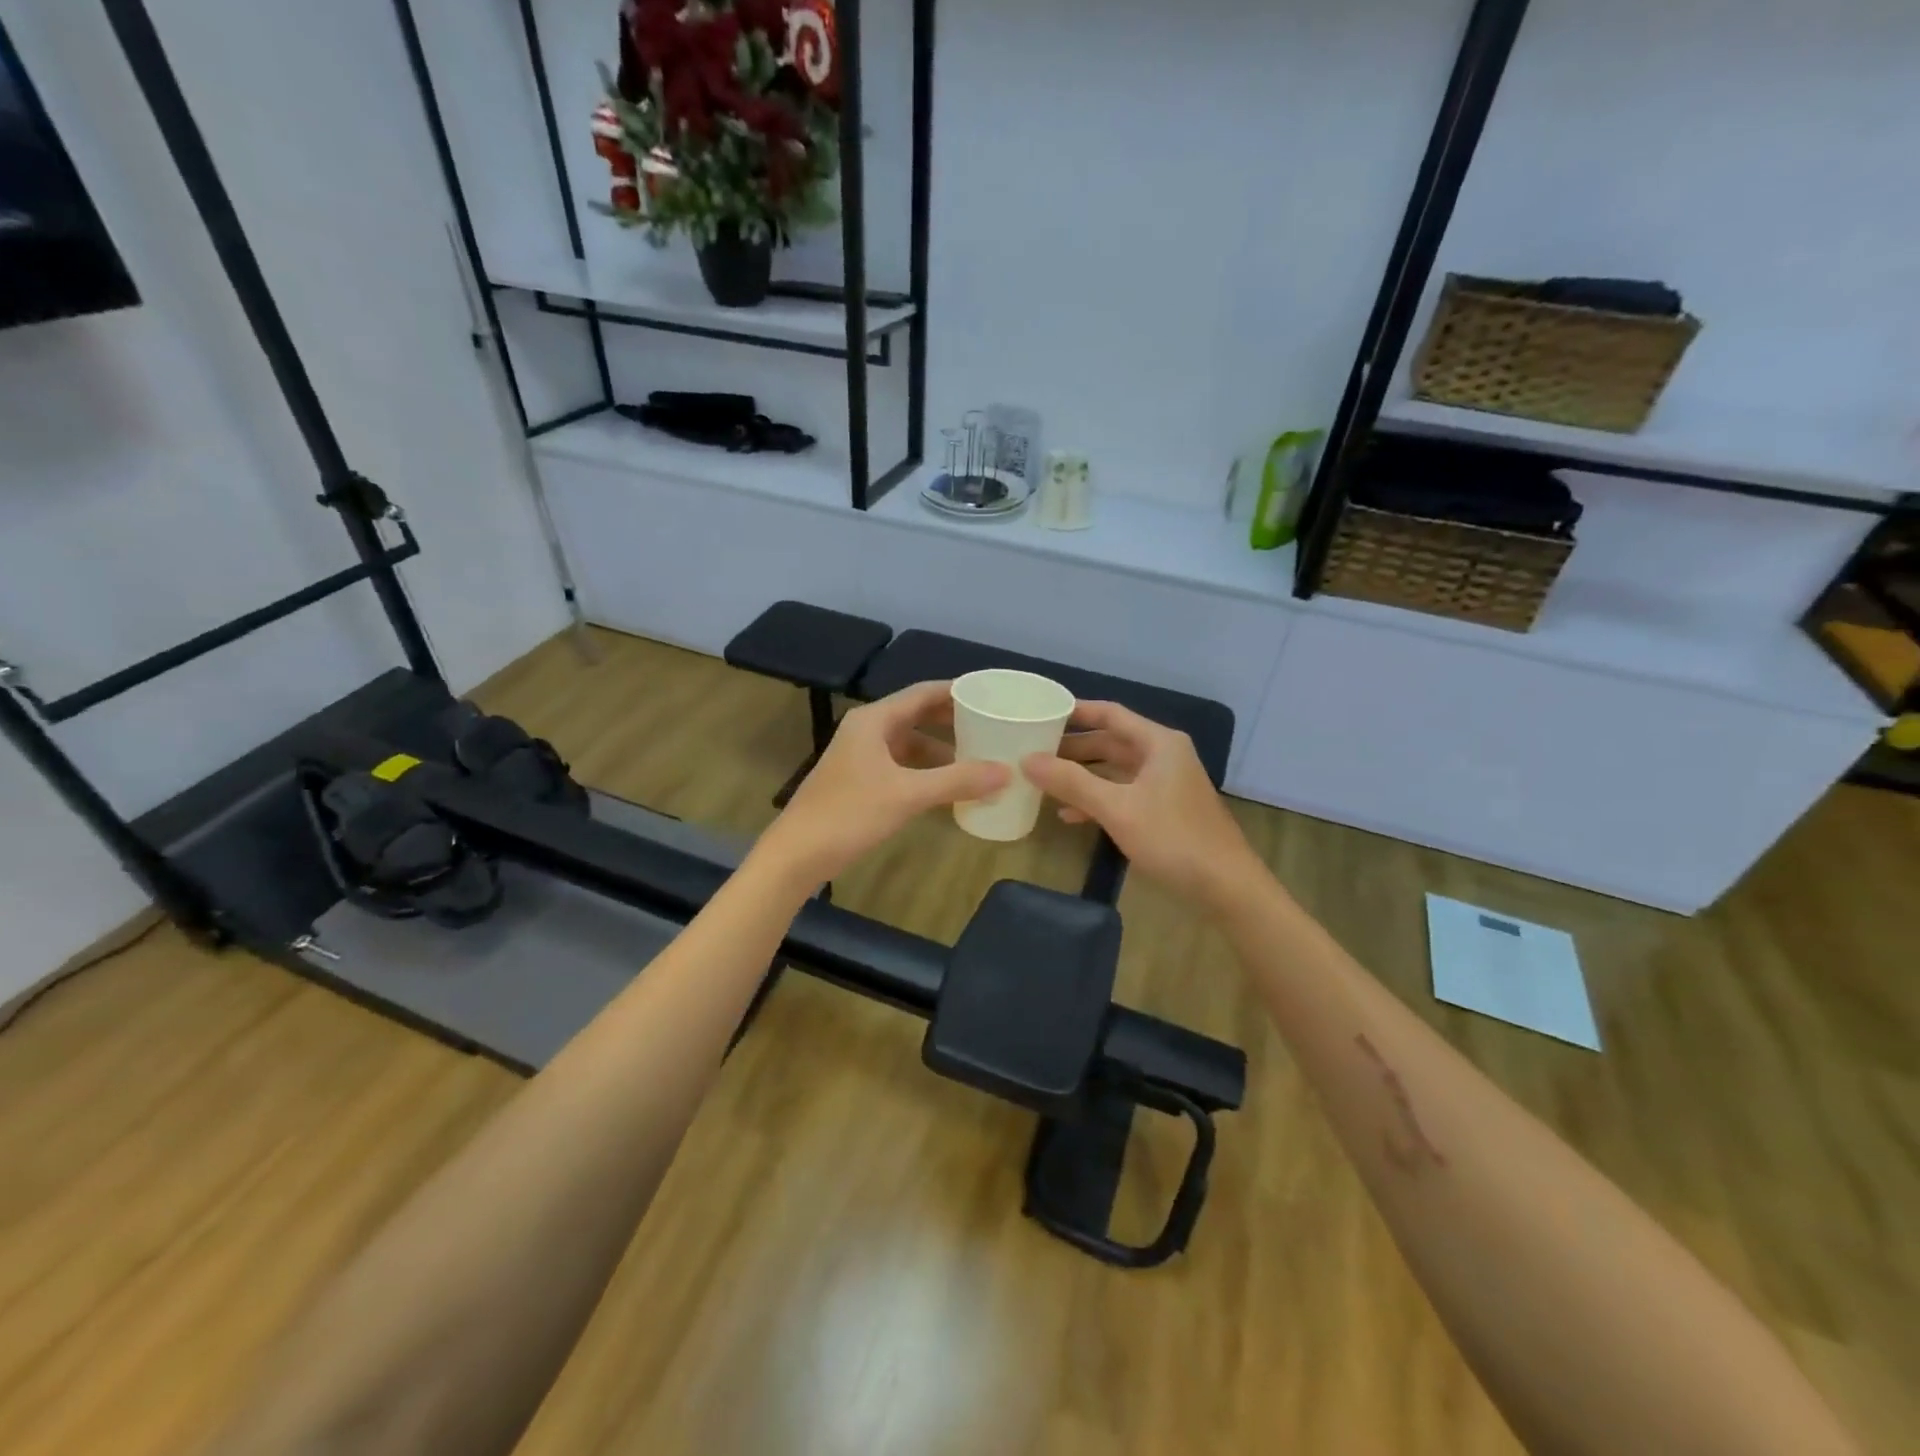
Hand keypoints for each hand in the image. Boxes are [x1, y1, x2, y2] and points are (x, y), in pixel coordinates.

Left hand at [757, 681, 1010, 885]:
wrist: (797, 854)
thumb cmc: (850, 814)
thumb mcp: (908, 795)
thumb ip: (957, 781)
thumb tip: (1006, 771)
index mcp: (874, 720)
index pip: (923, 693)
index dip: (957, 692)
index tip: (991, 695)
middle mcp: (867, 730)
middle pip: (917, 716)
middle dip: (953, 721)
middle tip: (992, 725)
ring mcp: (861, 757)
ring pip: (910, 744)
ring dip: (942, 750)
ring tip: (978, 758)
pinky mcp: (860, 781)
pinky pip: (901, 766)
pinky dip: (926, 772)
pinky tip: (949, 788)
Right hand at [1023, 701, 1263, 912]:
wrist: (1226, 886)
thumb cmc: (1173, 838)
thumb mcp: (1117, 808)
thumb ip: (1071, 782)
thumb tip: (1027, 760)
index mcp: (1158, 743)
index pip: (1110, 714)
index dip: (1075, 712)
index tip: (1041, 714)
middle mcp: (1163, 756)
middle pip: (1110, 742)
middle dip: (1072, 748)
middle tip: (1032, 752)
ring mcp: (1165, 784)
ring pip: (1114, 771)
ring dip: (1081, 776)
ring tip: (1043, 781)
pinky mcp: (1164, 810)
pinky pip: (1123, 794)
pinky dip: (1097, 800)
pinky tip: (1069, 815)